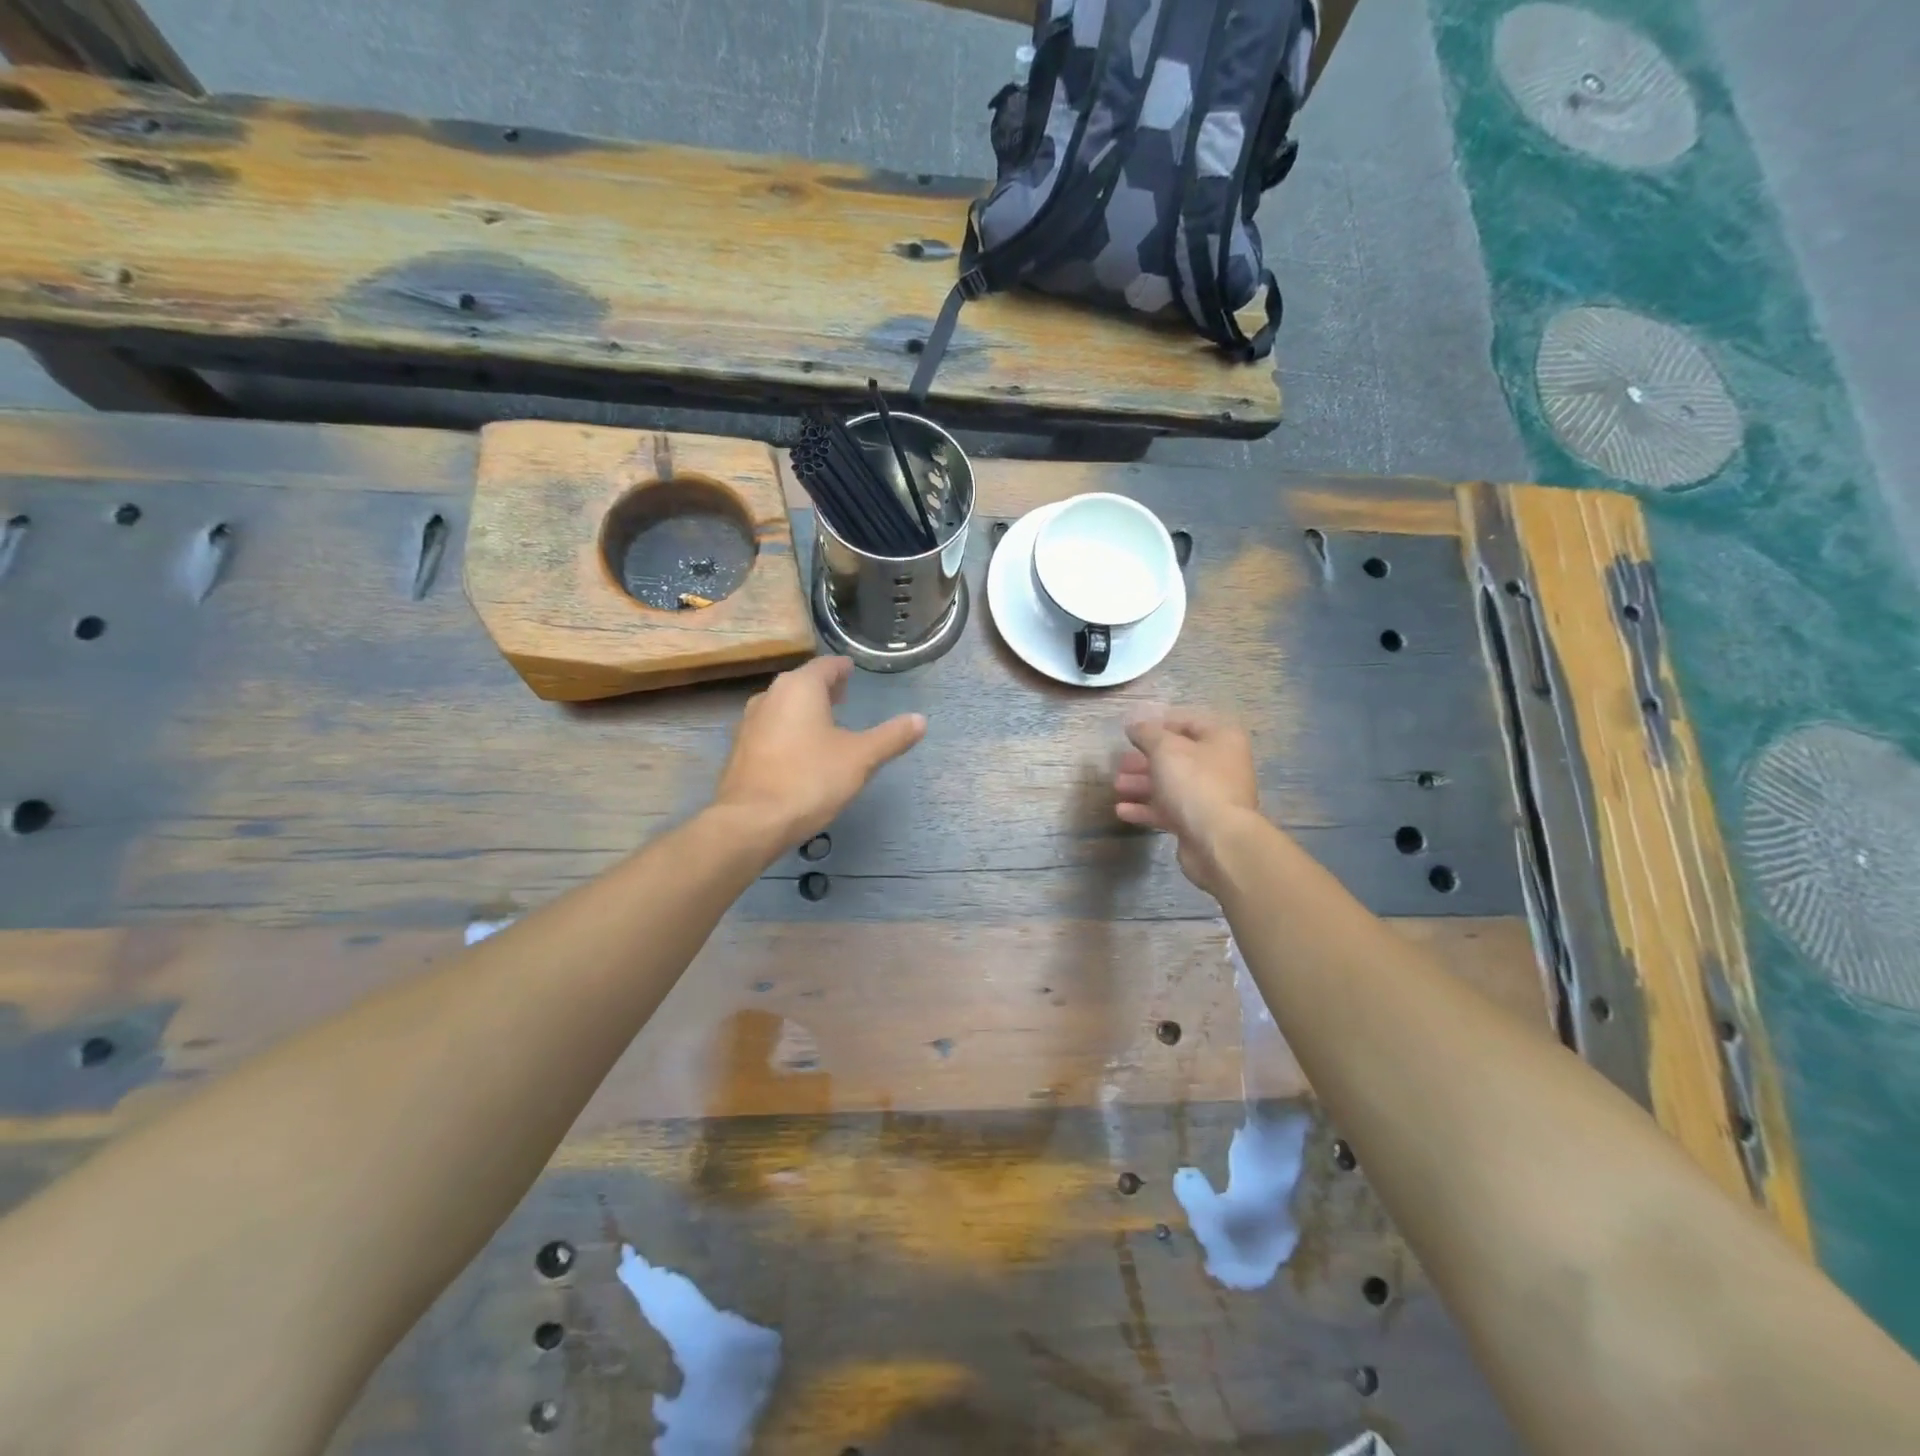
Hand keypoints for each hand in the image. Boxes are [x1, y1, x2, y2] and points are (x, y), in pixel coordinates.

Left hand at [714, 657, 925, 848]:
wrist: (751, 822)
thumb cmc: (810, 780)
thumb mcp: (861, 758)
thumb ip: (891, 737)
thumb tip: (920, 720)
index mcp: (800, 688)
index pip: (826, 666)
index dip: (843, 668)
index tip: (853, 671)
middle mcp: (770, 696)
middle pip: (802, 683)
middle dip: (824, 688)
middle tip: (844, 695)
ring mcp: (750, 722)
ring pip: (783, 705)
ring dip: (804, 709)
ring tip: (825, 723)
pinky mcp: (740, 749)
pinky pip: (771, 728)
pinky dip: (788, 730)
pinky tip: (800, 751)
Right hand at [1113, 708, 1260, 895]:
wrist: (1218, 840)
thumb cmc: (1194, 783)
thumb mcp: (1165, 749)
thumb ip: (1146, 733)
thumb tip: (1134, 726)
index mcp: (1221, 739)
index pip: (1187, 723)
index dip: (1158, 725)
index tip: (1131, 732)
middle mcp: (1220, 765)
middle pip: (1176, 757)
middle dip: (1144, 759)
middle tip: (1120, 763)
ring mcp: (1210, 796)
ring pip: (1171, 785)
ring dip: (1142, 784)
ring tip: (1116, 786)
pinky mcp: (1199, 823)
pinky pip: (1170, 810)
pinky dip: (1146, 809)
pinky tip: (1122, 810)